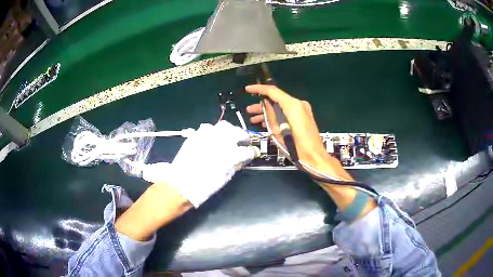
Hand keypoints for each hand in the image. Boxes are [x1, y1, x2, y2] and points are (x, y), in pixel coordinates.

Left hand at [142, 120, 257, 206]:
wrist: (182, 184)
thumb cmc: (205, 186)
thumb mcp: (224, 178)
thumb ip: (235, 166)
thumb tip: (241, 160)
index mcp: (231, 155)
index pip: (247, 150)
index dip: (252, 152)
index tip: (253, 152)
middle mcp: (221, 142)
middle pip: (237, 132)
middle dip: (243, 136)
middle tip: (243, 141)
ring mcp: (208, 136)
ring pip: (223, 126)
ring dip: (228, 131)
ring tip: (228, 137)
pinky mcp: (197, 135)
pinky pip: (207, 128)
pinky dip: (213, 131)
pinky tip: (212, 138)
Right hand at [245, 85, 376, 216]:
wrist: (315, 158)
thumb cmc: (296, 148)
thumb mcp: (278, 132)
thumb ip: (271, 115)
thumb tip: (265, 105)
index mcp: (293, 106)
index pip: (273, 91)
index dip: (259, 89)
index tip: (248, 89)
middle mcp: (299, 104)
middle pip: (277, 99)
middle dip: (262, 104)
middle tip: (250, 110)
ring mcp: (303, 110)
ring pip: (282, 106)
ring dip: (268, 112)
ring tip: (254, 118)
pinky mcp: (304, 117)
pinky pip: (287, 112)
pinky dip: (277, 115)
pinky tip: (266, 123)